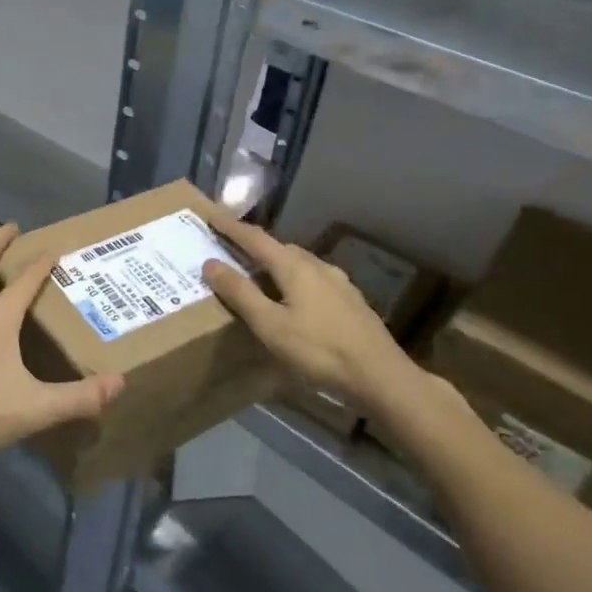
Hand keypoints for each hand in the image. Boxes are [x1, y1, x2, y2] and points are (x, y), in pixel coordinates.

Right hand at [201, 207, 419, 419]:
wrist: (381, 376)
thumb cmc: (319, 350)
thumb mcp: (270, 325)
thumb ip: (240, 293)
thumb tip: (210, 263)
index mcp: (294, 267)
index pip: (255, 238)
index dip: (231, 226)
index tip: (211, 215)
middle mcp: (317, 266)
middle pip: (279, 247)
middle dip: (253, 244)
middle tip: (231, 248)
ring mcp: (338, 282)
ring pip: (299, 263)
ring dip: (275, 262)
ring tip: (259, 273)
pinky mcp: (350, 300)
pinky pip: (313, 279)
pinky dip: (294, 279)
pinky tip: (294, 298)